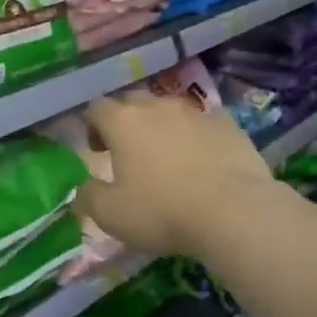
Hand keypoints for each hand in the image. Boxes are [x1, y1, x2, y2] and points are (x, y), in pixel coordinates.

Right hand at [75, 92, 275, 257]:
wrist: (234, 211)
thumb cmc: (162, 211)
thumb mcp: (111, 214)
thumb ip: (88, 197)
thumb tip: (81, 189)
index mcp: (123, 122)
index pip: (97, 107)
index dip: (93, 126)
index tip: (99, 152)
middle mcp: (157, 107)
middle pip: (133, 102)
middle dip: (127, 122)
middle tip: (131, 153)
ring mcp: (196, 112)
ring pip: (170, 110)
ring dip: (163, 127)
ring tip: (170, 158)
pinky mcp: (228, 124)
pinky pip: (204, 123)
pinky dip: (197, 136)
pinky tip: (204, 162)